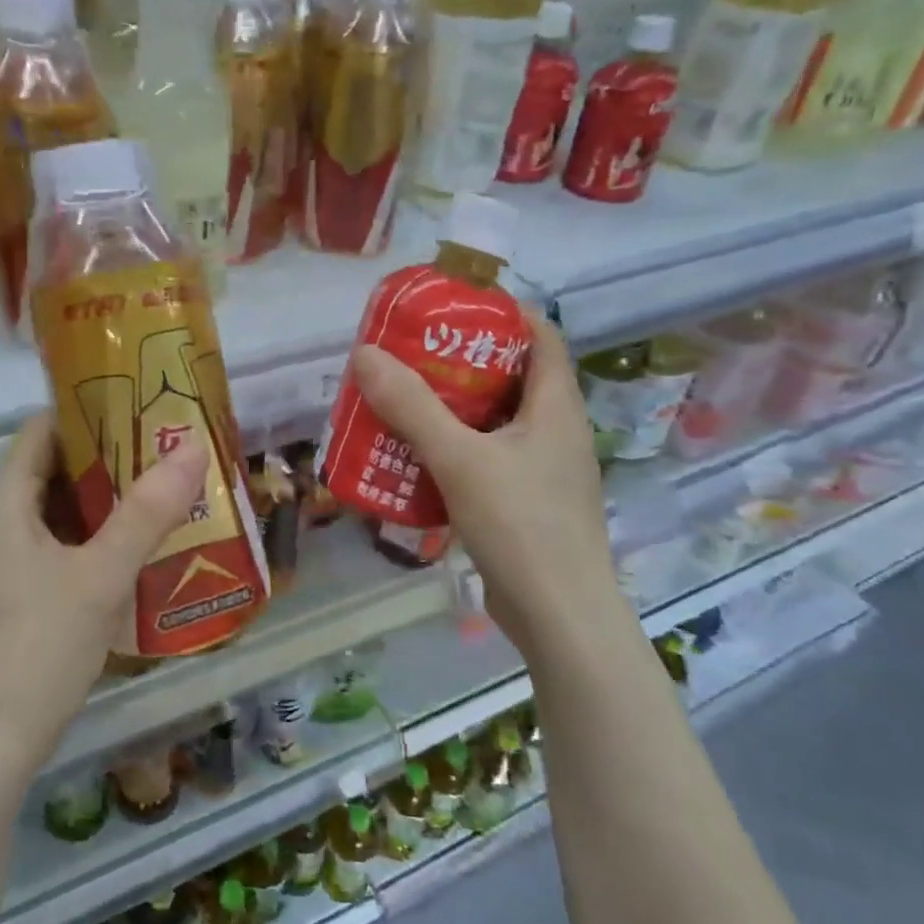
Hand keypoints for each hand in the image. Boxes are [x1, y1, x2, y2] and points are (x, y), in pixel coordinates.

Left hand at [0, 413, 208, 771]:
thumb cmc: (39, 647)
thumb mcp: (101, 575)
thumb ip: (147, 512)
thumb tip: (192, 447)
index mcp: (6, 503)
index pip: (44, 429)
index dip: (90, 409)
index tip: (143, 405)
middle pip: (57, 469)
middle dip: (112, 456)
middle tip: (168, 449)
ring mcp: (7, 561)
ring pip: (63, 511)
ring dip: (110, 500)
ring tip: (166, 490)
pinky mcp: (19, 594)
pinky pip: (63, 546)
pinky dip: (99, 537)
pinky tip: (140, 547)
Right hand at [349, 307, 613, 658]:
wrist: (559, 617)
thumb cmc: (521, 526)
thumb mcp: (460, 459)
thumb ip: (412, 407)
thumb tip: (365, 354)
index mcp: (556, 407)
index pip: (541, 336)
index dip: (502, 313)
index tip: (452, 307)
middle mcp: (557, 432)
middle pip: (513, 378)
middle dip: (463, 363)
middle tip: (411, 356)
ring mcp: (545, 472)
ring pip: (498, 423)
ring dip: (455, 411)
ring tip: (405, 402)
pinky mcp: (529, 505)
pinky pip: (491, 461)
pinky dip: (457, 452)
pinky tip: (418, 460)